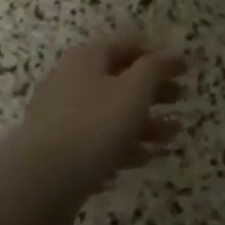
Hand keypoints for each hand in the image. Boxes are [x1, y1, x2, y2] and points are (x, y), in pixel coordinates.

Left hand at [21, 29, 186, 198]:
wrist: (40, 181)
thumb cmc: (93, 126)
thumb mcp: (133, 91)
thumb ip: (156, 68)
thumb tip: (173, 53)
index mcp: (87, 58)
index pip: (127, 43)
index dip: (158, 52)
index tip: (184, 69)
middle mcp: (73, 80)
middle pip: (120, 77)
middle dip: (154, 88)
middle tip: (182, 98)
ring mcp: (65, 116)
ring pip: (113, 111)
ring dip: (146, 120)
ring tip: (174, 135)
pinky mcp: (63, 149)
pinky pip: (100, 139)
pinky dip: (125, 144)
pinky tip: (147, 158)